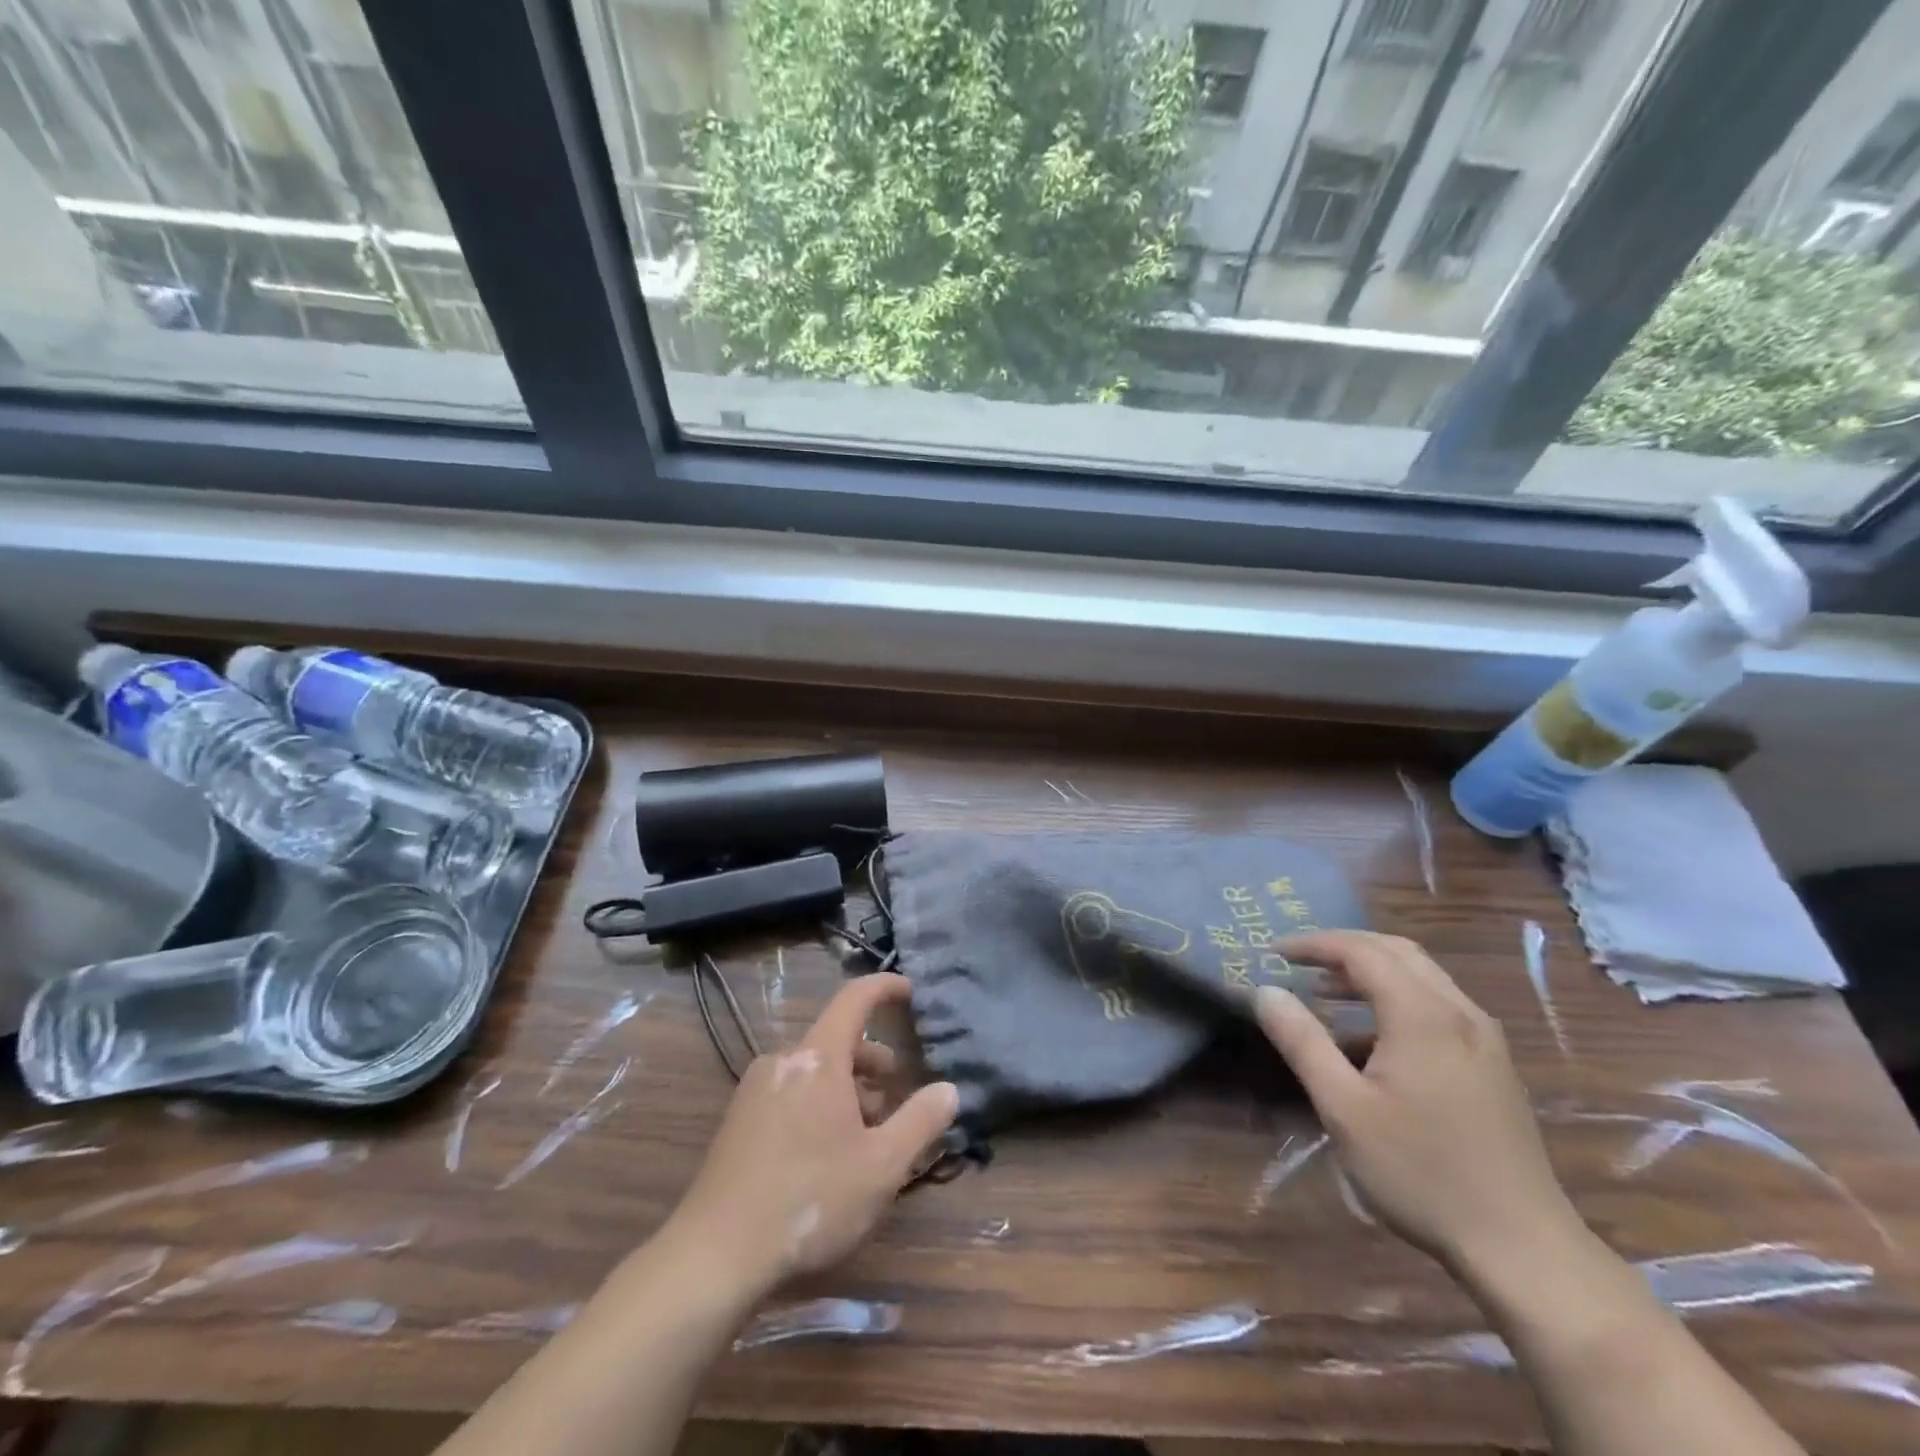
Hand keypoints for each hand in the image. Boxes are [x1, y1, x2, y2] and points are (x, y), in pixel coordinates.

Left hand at [666, 973, 957, 1298]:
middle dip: (873, 1060)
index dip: (885, 987)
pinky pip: (791, 1093)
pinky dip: (819, 1104)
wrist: (714, 1256)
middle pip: (836, 1040)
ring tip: (867, 1133)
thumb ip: (920, 1121)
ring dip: (847, 1088)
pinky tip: (828, 1154)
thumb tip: (948, 1089)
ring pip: (814, 1071)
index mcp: (818, 1058)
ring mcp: (755, 1090)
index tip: (911, 991)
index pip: (854, 998)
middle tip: (898, 1093)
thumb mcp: (881, 1166)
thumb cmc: (810, 1200)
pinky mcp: (738, 1122)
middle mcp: (783, 1061)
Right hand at [1254, 931, 1578, 1272]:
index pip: (1360, 951)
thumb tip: (1265, 991)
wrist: (1523, 1248)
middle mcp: (1459, 1012)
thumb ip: (1302, 1041)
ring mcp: (1484, 1039)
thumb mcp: (1343, 1108)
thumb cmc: (1421, 1172)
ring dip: (1370, 971)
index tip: (1273, 953)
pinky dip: (1396, 997)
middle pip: (1396, 951)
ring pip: (1421, 976)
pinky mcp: (1494, 1065)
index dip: (1313, 943)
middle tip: (1299, 962)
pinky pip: (1438, 1004)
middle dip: (1343, 948)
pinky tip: (1372, 1038)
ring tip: (1326, 992)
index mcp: (1422, 1015)